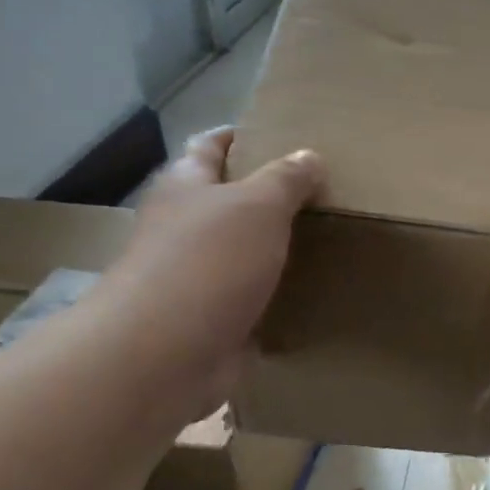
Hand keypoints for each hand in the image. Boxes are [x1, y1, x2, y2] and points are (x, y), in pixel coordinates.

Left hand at [103, 127, 324, 416]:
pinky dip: (273, 292)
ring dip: (273, 246)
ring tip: (326, 236)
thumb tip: (309, 156)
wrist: (164, 355)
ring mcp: (193, 276)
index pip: (211, 146)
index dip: (240, 136)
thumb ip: (286, 179)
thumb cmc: (208, 262)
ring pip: (240, 250)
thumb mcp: (258, 206)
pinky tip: (310, 290)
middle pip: (226, 200)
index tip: (279, 134)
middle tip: (320, 189)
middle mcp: (183, 227)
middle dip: (266, 194)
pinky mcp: (209, 318)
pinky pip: (248, 296)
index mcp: (185, 186)